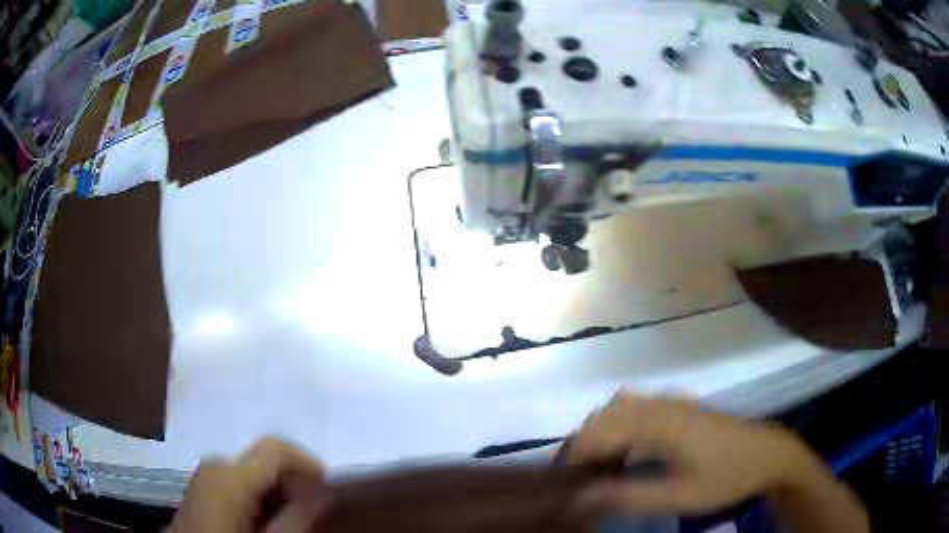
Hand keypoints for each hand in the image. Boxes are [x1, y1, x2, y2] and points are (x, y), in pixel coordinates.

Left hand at [169, 438, 328, 532]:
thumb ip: (297, 517)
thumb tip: (325, 490)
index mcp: (230, 473)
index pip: (275, 447)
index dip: (306, 463)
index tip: (328, 489)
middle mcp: (215, 465)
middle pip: (264, 461)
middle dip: (292, 482)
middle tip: (310, 512)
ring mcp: (205, 474)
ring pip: (251, 472)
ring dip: (275, 491)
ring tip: (288, 519)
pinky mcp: (201, 486)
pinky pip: (236, 481)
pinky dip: (257, 495)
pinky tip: (262, 519)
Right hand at [566, 392, 819, 514]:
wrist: (768, 455)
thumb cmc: (726, 477)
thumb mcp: (679, 496)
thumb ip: (629, 497)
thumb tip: (582, 498)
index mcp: (660, 423)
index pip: (601, 431)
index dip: (576, 456)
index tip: (567, 485)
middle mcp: (662, 404)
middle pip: (606, 414)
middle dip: (585, 444)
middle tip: (581, 479)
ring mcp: (674, 401)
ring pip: (621, 405)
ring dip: (603, 431)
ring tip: (600, 464)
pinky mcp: (682, 406)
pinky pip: (639, 406)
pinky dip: (621, 424)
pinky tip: (628, 449)